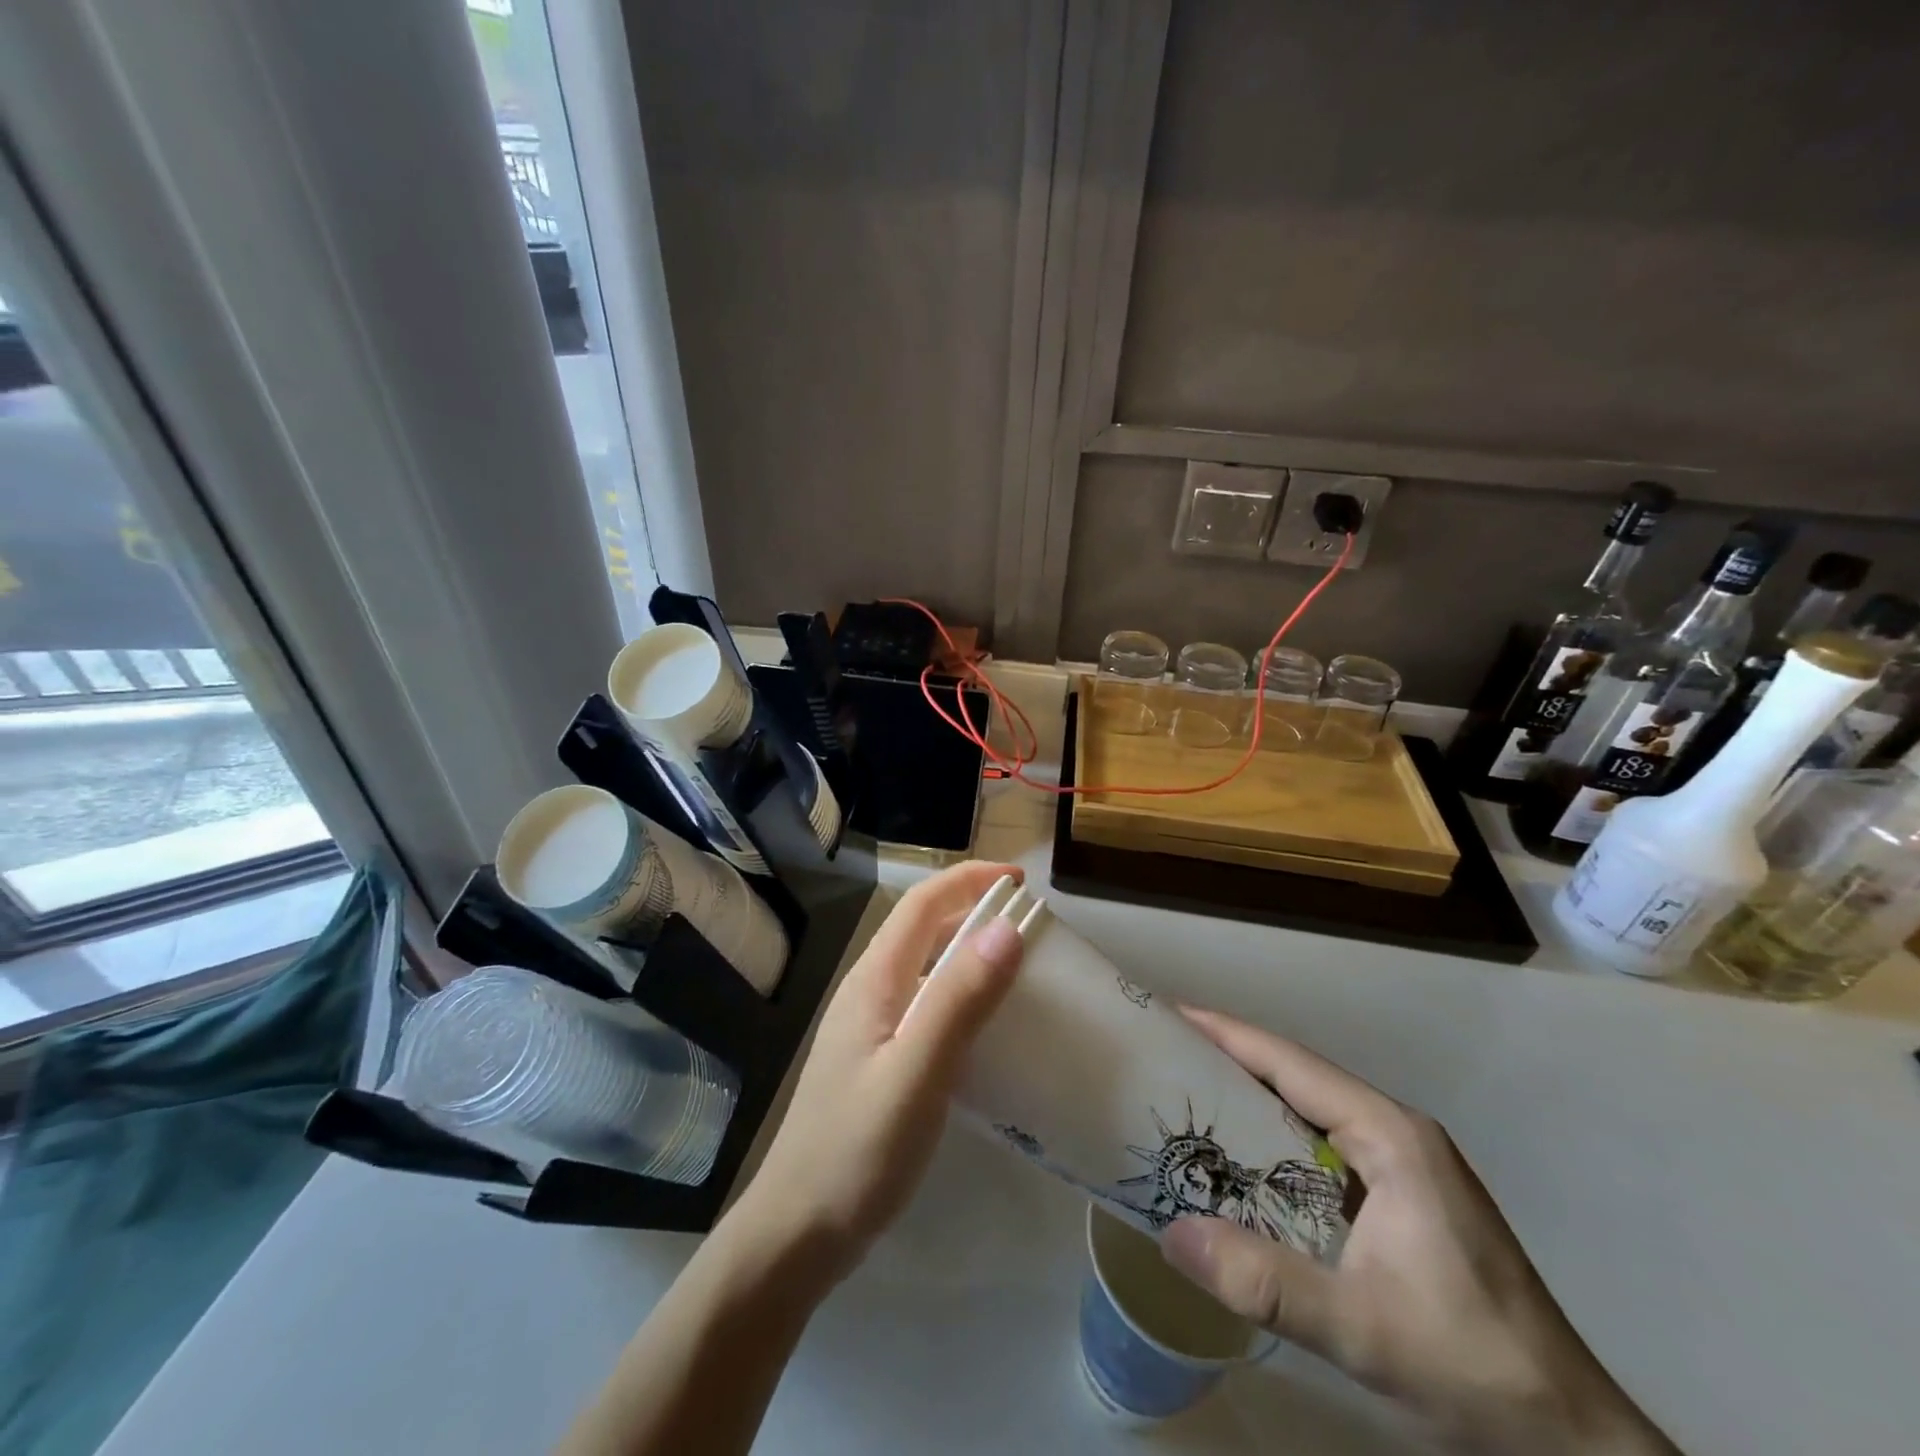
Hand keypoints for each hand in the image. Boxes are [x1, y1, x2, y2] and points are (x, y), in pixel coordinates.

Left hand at [727, 861, 1024, 1285]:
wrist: (798, 1230)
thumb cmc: (857, 1150)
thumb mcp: (917, 1073)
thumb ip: (960, 1000)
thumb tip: (1008, 928)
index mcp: (874, 980)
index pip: (922, 904)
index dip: (969, 880)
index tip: (1020, 881)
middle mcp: (868, 990)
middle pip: (921, 928)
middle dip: (972, 910)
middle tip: (1029, 924)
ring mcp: (869, 1026)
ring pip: (923, 966)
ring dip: (966, 951)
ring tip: (1016, 966)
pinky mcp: (876, 1058)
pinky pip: (924, 1003)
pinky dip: (958, 993)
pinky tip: (984, 1027)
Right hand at [1160, 1009, 1677, 1455]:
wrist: (1573, 1441)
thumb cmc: (1473, 1366)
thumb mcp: (1363, 1330)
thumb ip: (1267, 1282)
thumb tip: (1171, 1234)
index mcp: (1390, 1135)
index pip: (1292, 1063)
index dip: (1228, 1034)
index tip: (1172, 1014)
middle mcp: (1395, 1133)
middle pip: (1297, 1076)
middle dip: (1229, 1059)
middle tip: (1165, 1056)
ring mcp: (1402, 1165)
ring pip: (1309, 1110)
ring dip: (1250, 1098)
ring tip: (1187, 1097)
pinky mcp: (1401, 1198)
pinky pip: (1321, 1145)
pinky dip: (1273, 1139)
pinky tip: (1241, 1161)